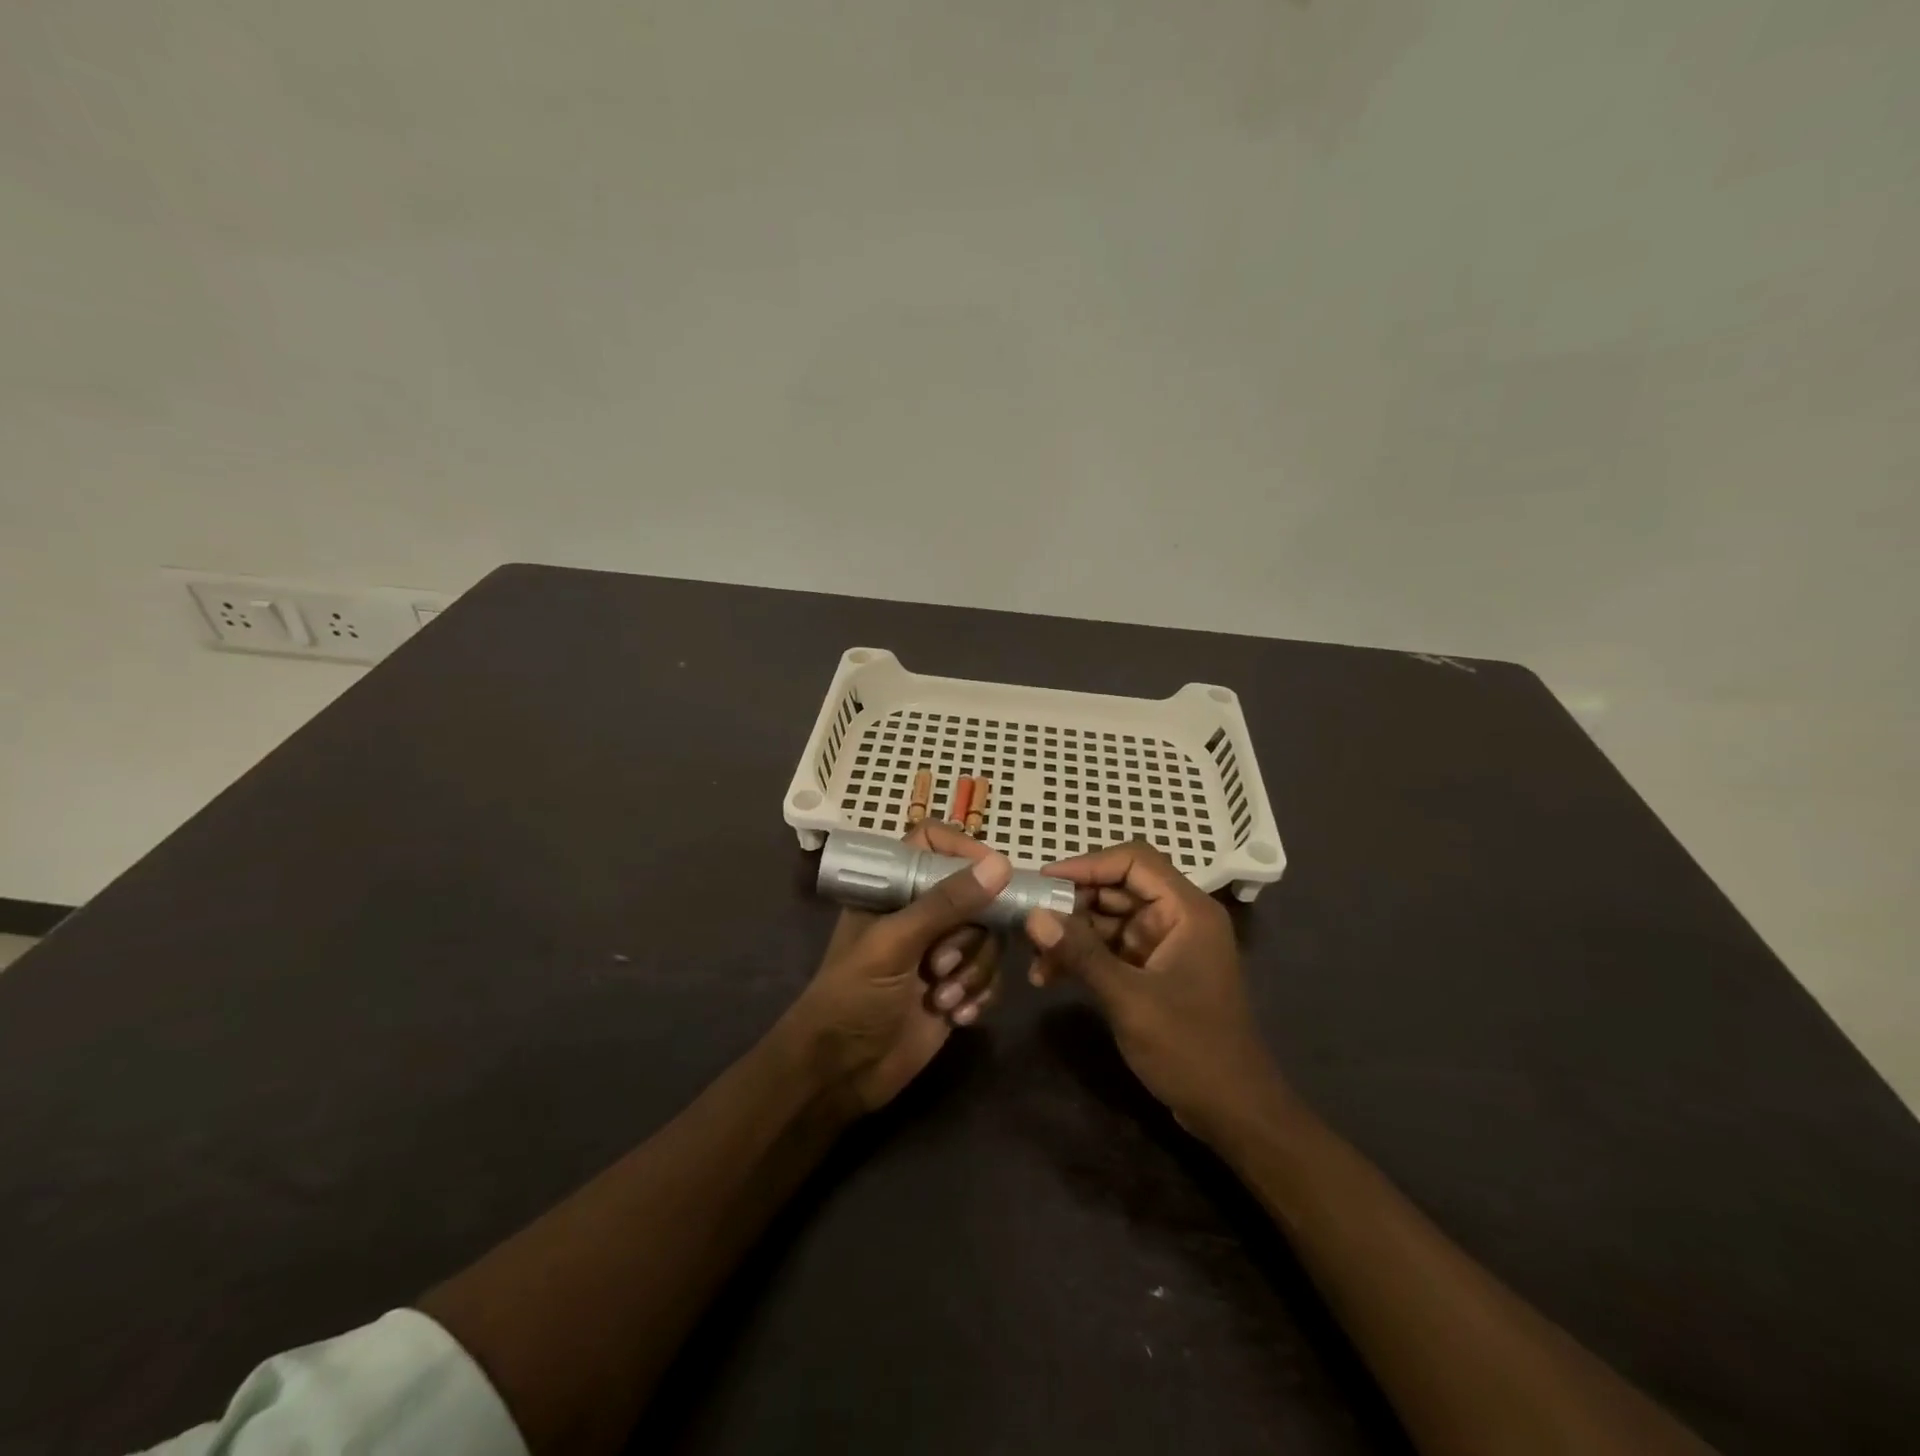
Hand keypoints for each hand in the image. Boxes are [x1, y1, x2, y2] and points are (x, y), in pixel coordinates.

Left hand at [786, 822, 1011, 1113]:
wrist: (841, 1073)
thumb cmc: (852, 996)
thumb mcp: (894, 944)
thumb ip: (946, 903)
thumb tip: (1001, 865)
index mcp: (893, 889)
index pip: (934, 843)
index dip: (965, 851)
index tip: (992, 876)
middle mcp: (920, 913)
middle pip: (975, 896)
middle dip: (968, 937)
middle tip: (938, 966)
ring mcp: (941, 951)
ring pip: (988, 939)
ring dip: (973, 972)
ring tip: (942, 1000)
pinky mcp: (956, 987)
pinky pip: (991, 976)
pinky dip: (981, 995)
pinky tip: (958, 1017)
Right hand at [1025, 839, 1278, 1133]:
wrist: (1234, 1112)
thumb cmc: (1190, 1049)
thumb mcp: (1130, 999)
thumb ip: (1081, 954)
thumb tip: (1033, 915)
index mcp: (1186, 910)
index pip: (1134, 861)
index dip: (1087, 864)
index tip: (1044, 882)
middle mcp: (1177, 918)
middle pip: (1118, 888)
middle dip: (1072, 904)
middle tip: (1030, 922)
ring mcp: (1165, 945)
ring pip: (1109, 919)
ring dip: (1072, 934)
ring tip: (1034, 957)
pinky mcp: (1154, 971)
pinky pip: (1112, 948)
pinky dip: (1083, 957)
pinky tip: (1050, 976)